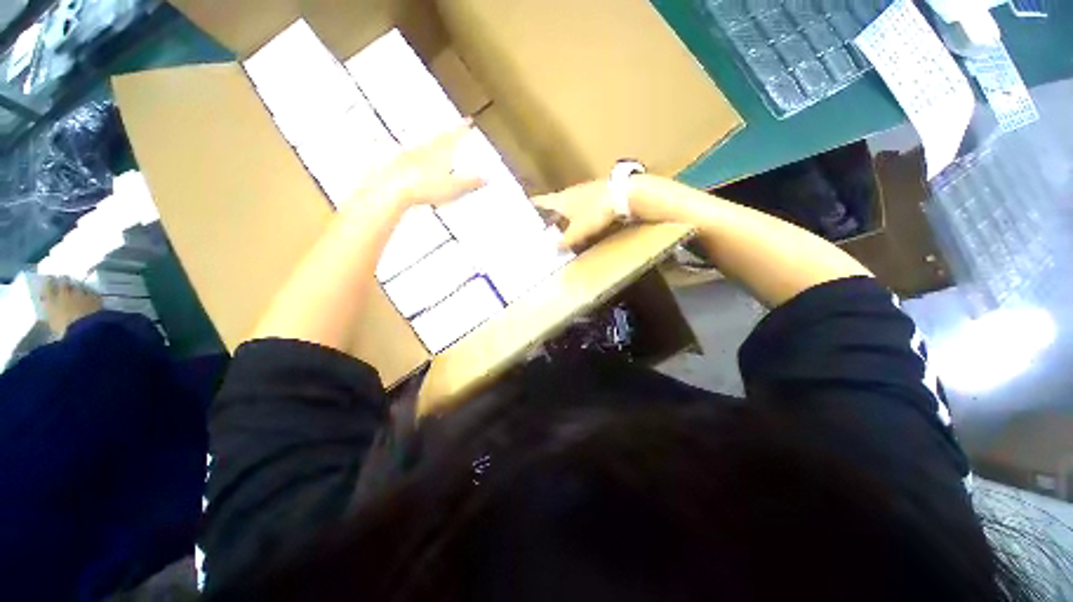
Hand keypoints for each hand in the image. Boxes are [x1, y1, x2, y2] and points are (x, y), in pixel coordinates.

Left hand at [348, 121, 486, 215]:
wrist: (393, 188)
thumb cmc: (427, 187)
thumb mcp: (455, 187)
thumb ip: (471, 182)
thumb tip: (487, 178)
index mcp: (441, 151)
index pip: (455, 136)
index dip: (463, 129)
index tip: (469, 120)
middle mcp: (425, 148)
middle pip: (438, 137)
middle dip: (447, 133)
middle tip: (452, 130)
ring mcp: (409, 154)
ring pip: (423, 144)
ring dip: (430, 142)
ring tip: (434, 144)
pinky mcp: (396, 163)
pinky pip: (407, 155)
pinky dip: (412, 155)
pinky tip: (409, 158)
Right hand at [533, 180, 615, 248]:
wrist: (622, 195)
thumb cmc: (594, 212)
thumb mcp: (578, 231)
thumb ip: (564, 241)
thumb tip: (551, 247)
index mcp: (560, 200)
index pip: (541, 201)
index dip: (533, 205)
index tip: (525, 207)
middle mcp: (568, 193)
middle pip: (554, 203)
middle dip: (548, 213)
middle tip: (541, 223)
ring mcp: (582, 191)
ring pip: (567, 204)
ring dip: (562, 213)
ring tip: (558, 224)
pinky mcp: (595, 193)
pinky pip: (580, 205)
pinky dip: (575, 213)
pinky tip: (579, 220)